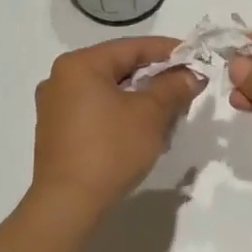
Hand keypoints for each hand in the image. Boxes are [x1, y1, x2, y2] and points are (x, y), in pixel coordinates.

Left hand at [30, 37, 202, 216]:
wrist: (69, 204)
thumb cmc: (110, 149)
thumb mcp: (151, 115)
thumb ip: (174, 87)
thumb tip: (192, 75)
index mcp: (80, 64)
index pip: (133, 47)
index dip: (169, 51)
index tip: (196, 58)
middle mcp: (62, 78)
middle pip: (120, 67)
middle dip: (156, 77)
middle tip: (187, 87)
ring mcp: (55, 105)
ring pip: (109, 90)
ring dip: (141, 97)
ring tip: (170, 112)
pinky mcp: (57, 130)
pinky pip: (96, 109)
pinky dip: (122, 112)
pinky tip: (144, 129)